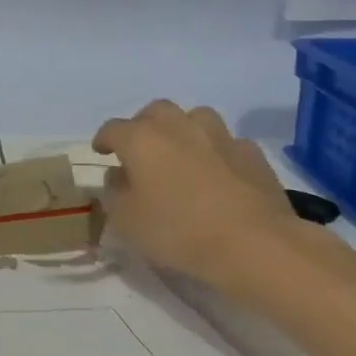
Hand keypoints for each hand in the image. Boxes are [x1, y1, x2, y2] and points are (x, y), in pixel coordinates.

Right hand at [91, 102, 300, 287]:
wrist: (253, 244)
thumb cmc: (177, 231)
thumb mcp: (126, 221)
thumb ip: (115, 193)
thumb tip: (119, 176)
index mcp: (141, 139)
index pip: (113, 129)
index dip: (104, 139)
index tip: (101, 152)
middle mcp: (179, 127)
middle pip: (156, 111)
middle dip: (144, 125)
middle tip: (141, 150)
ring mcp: (220, 137)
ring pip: (196, 117)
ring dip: (184, 130)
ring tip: (182, 154)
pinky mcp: (253, 154)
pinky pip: (228, 143)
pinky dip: (217, 152)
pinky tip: (218, 173)